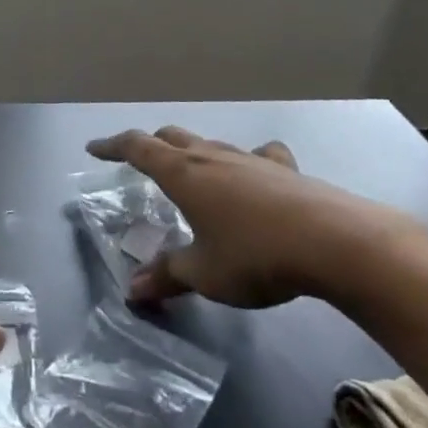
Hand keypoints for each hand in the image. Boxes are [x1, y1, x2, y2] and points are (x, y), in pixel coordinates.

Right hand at [85, 126, 425, 309]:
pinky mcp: (284, 170)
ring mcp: (250, 159)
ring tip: (192, 171)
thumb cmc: (255, 255)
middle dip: (150, 145)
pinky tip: (256, 175)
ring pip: (211, 144)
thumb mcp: (204, 274)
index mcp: (184, 173)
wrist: (333, 241)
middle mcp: (212, 155)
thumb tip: (132, 290)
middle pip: (171, 137)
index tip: (94, 148)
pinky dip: (248, 161)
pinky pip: (259, 156)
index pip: (138, 147)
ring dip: (194, 152)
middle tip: (138, 160)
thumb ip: (167, 277)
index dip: (112, 146)